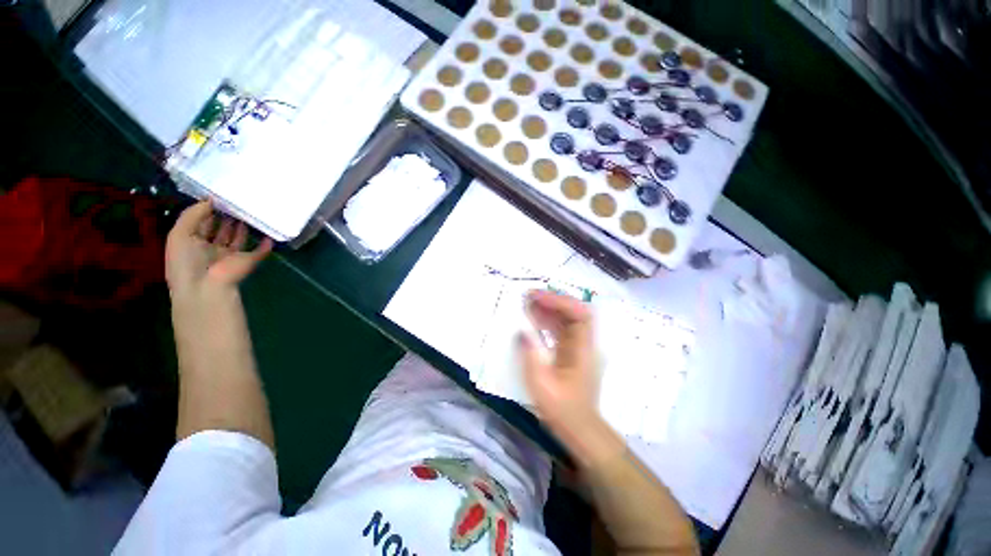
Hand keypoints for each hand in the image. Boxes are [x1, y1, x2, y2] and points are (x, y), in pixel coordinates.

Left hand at [165, 200, 271, 302]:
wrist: (206, 287)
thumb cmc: (187, 260)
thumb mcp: (179, 233)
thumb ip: (193, 214)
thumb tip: (211, 199)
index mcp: (192, 243)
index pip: (201, 223)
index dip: (207, 210)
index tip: (217, 196)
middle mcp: (211, 248)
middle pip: (221, 230)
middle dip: (226, 216)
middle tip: (235, 200)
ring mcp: (231, 255)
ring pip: (239, 238)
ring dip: (243, 227)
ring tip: (249, 209)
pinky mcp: (248, 260)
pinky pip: (260, 250)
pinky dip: (266, 244)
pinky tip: (268, 233)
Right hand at [519, 290, 624, 468]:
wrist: (580, 430)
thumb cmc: (563, 411)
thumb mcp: (542, 385)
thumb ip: (531, 356)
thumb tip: (522, 332)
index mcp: (583, 350)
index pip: (579, 314)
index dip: (559, 301)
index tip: (537, 297)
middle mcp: (584, 343)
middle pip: (574, 312)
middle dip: (552, 300)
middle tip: (528, 296)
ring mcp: (579, 347)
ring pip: (566, 319)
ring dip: (548, 308)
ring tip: (527, 302)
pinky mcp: (572, 351)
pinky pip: (561, 329)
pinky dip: (547, 320)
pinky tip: (533, 318)